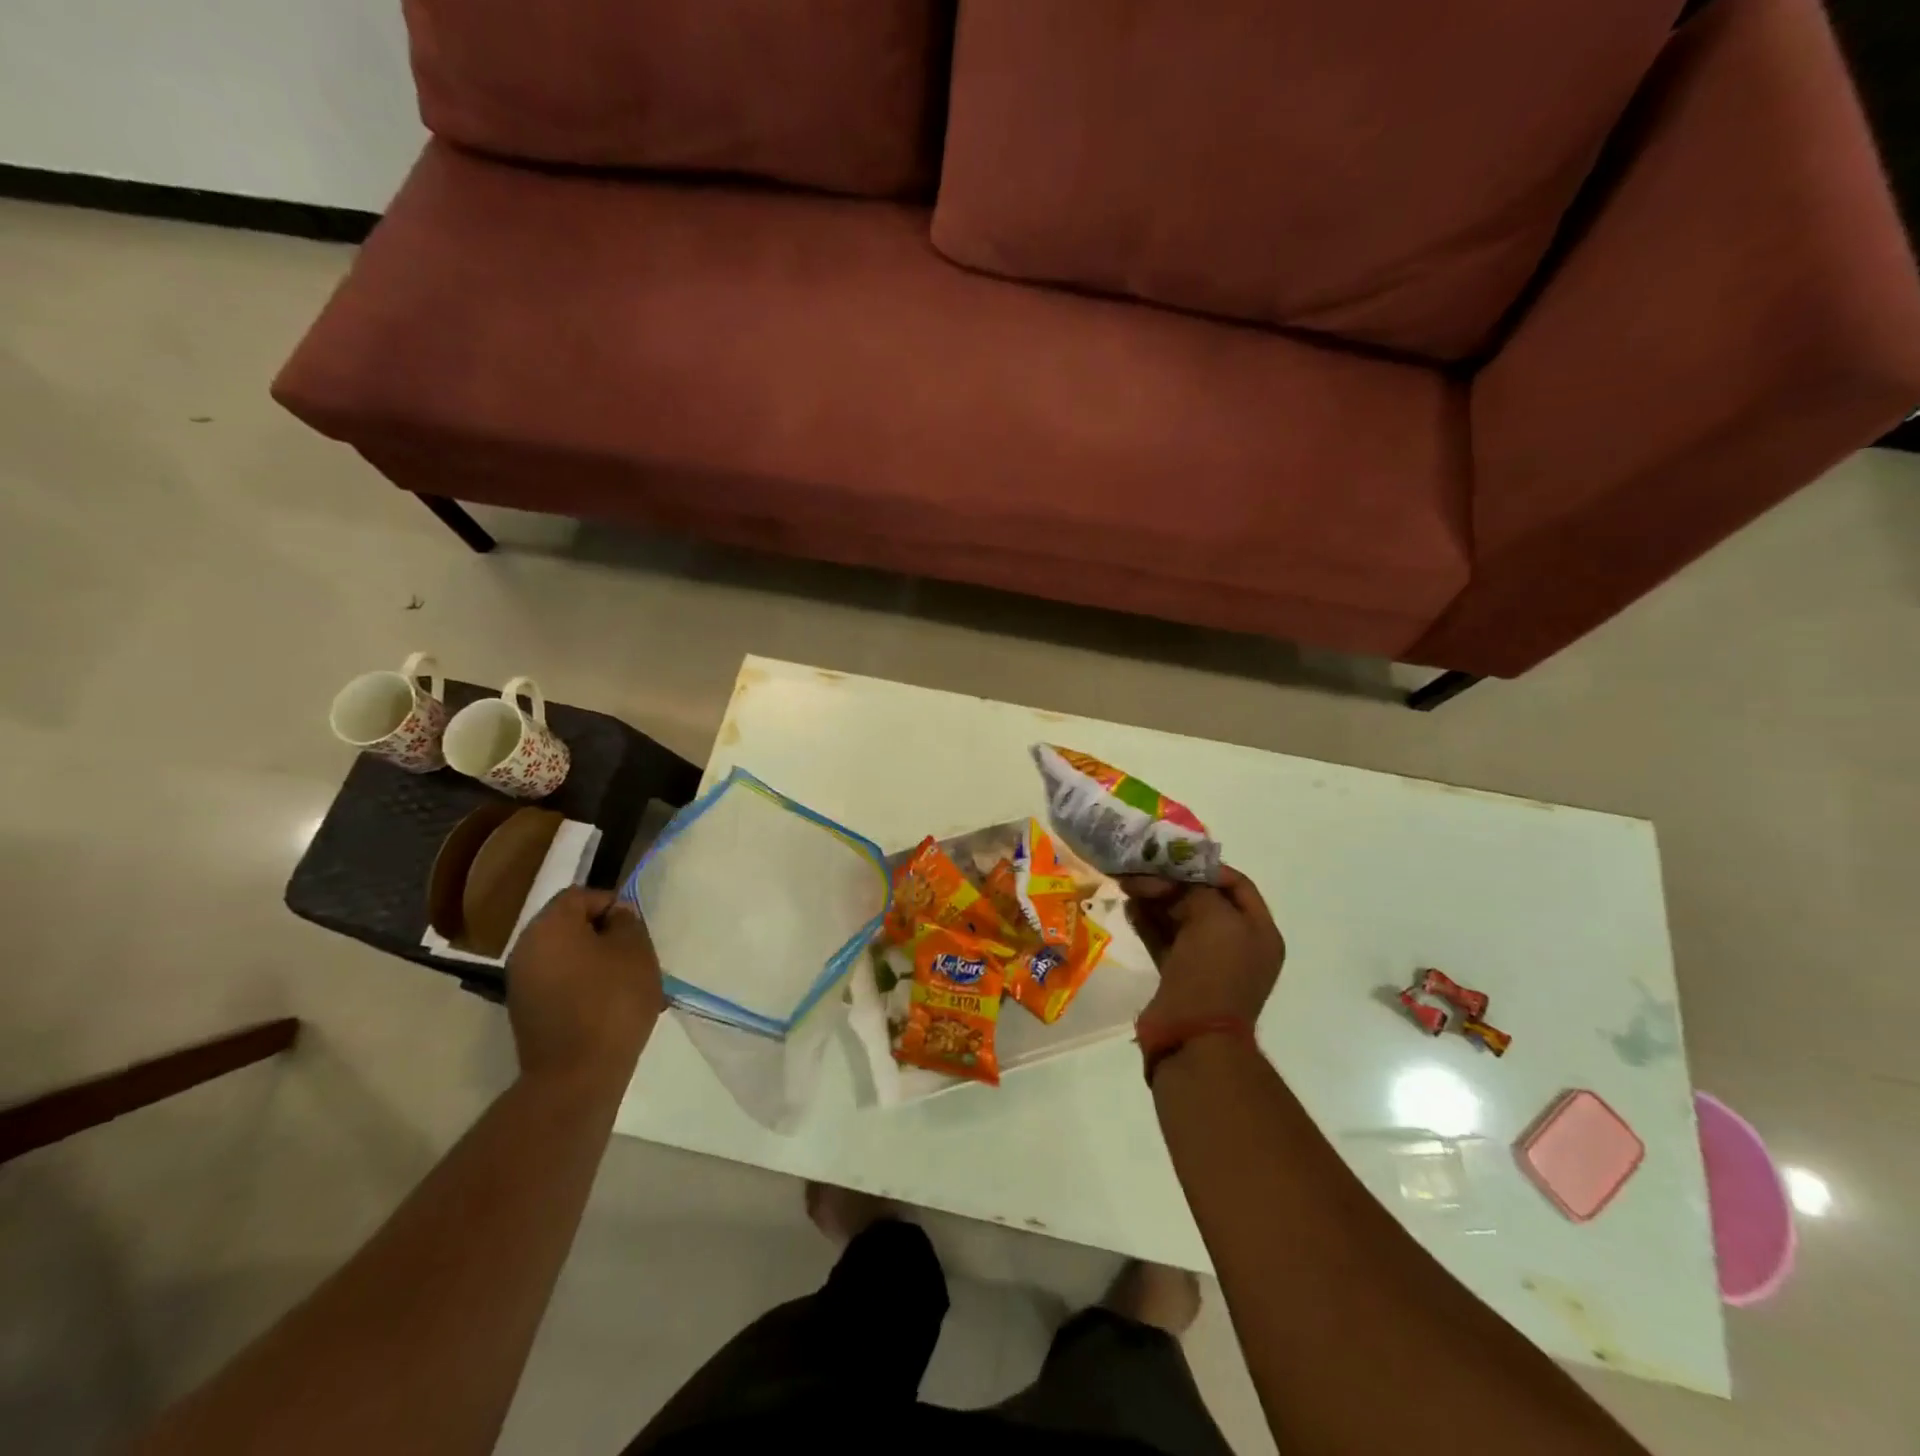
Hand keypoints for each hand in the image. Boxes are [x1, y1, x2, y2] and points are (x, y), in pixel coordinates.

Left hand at [507, 886, 663, 1085]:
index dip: (611, 904)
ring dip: (597, 963)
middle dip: (605, 936)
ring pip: (568, 957)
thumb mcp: (635, 951)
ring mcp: (522, 984)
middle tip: (636, 955)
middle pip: (570, 926)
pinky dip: (584, 987)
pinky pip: (560, 984)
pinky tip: (611, 1008)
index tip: (635, 928)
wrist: (577, 1075)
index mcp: (549, 926)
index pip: (580, 895)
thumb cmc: (611, 1001)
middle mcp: (526, 949)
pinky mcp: (527, 1013)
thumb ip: (627, 922)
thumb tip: (615, 916)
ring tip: (628, 985)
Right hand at [1120, 867, 1284, 1027]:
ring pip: (1180, 919)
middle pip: (1204, 900)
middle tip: (1142, 868)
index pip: (1237, 885)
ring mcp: (1207, 962)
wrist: (1192, 1036)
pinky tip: (1129, 906)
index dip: (1206, 867)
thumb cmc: (1213, 972)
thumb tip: (1172, 880)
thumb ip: (1196, 889)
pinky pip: (1164, 939)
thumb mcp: (1214, 917)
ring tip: (1128, 882)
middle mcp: (1237, 945)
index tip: (1174, 856)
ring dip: (1156, 899)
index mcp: (1259, 932)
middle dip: (1173, 882)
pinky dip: (1148, 921)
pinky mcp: (1180, 975)